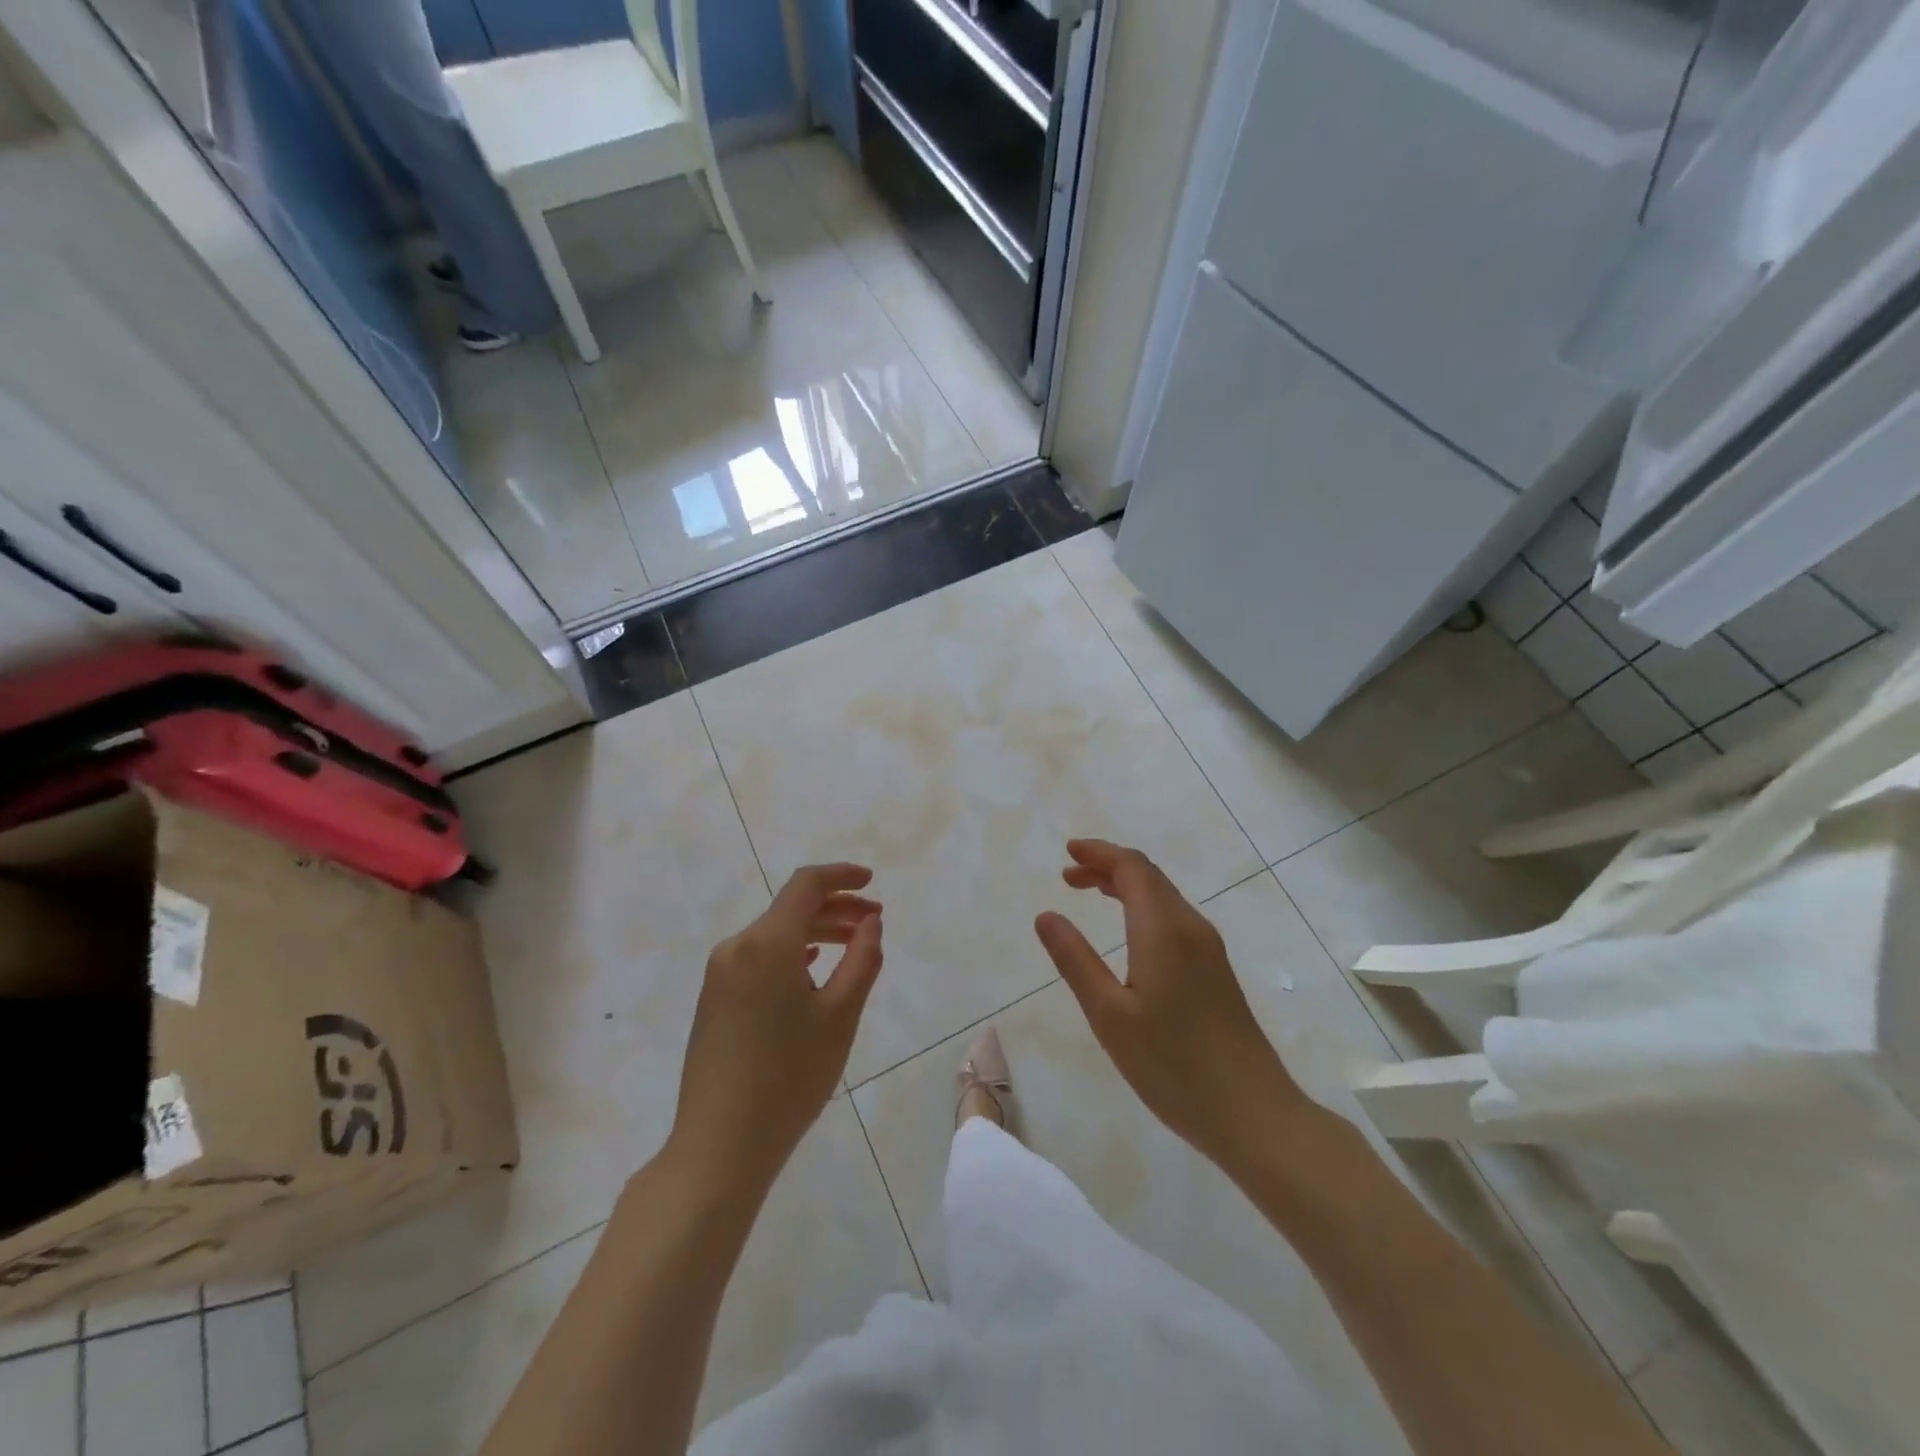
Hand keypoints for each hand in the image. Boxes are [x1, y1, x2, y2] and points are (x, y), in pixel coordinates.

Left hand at [669, 864, 883, 1196]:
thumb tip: (869, 923)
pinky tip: (812, 967)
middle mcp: (737, 947)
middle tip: (874, 921)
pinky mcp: (714, 998)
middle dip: (836, 907)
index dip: (842, 875)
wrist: (719, 1145)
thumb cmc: (789, 1078)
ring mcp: (720, 973)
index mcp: (767, 943)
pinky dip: (791, 953)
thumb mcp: (840, 1016)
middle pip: (791, 908)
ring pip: (775, 934)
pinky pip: (758, 957)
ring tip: (853, 945)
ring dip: (816, 931)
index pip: (806, 885)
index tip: (872, 881)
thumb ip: (862, 960)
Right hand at [1034, 840, 1309, 1171]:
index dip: (1098, 853)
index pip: (1132, 867)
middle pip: (1148, 876)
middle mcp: (1190, 927)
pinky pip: (1173, 917)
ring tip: (1089, 892)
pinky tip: (1128, 932)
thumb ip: (1075, 960)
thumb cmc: (1173, 1066)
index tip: (1067, 852)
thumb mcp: (1109, 1015)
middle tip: (1068, 875)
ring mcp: (1209, 949)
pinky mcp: (1216, 970)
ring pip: (1163, 896)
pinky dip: (1142, 907)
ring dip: (1125, 886)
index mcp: (1164, 929)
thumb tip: (1046, 915)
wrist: (1254, 1114)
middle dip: (1107, 866)